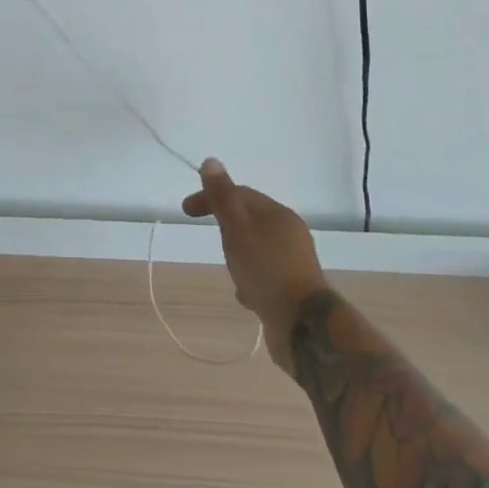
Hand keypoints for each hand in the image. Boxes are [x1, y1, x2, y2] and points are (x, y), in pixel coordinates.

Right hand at [182, 160, 329, 375]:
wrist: (303, 326)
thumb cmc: (265, 270)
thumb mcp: (237, 229)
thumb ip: (222, 197)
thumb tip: (211, 161)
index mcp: (277, 213)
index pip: (239, 194)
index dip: (211, 197)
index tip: (186, 211)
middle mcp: (290, 232)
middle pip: (249, 220)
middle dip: (226, 228)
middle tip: (213, 243)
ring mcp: (294, 261)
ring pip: (256, 248)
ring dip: (238, 256)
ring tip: (230, 272)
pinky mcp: (294, 288)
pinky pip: (265, 274)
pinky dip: (251, 278)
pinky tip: (245, 296)